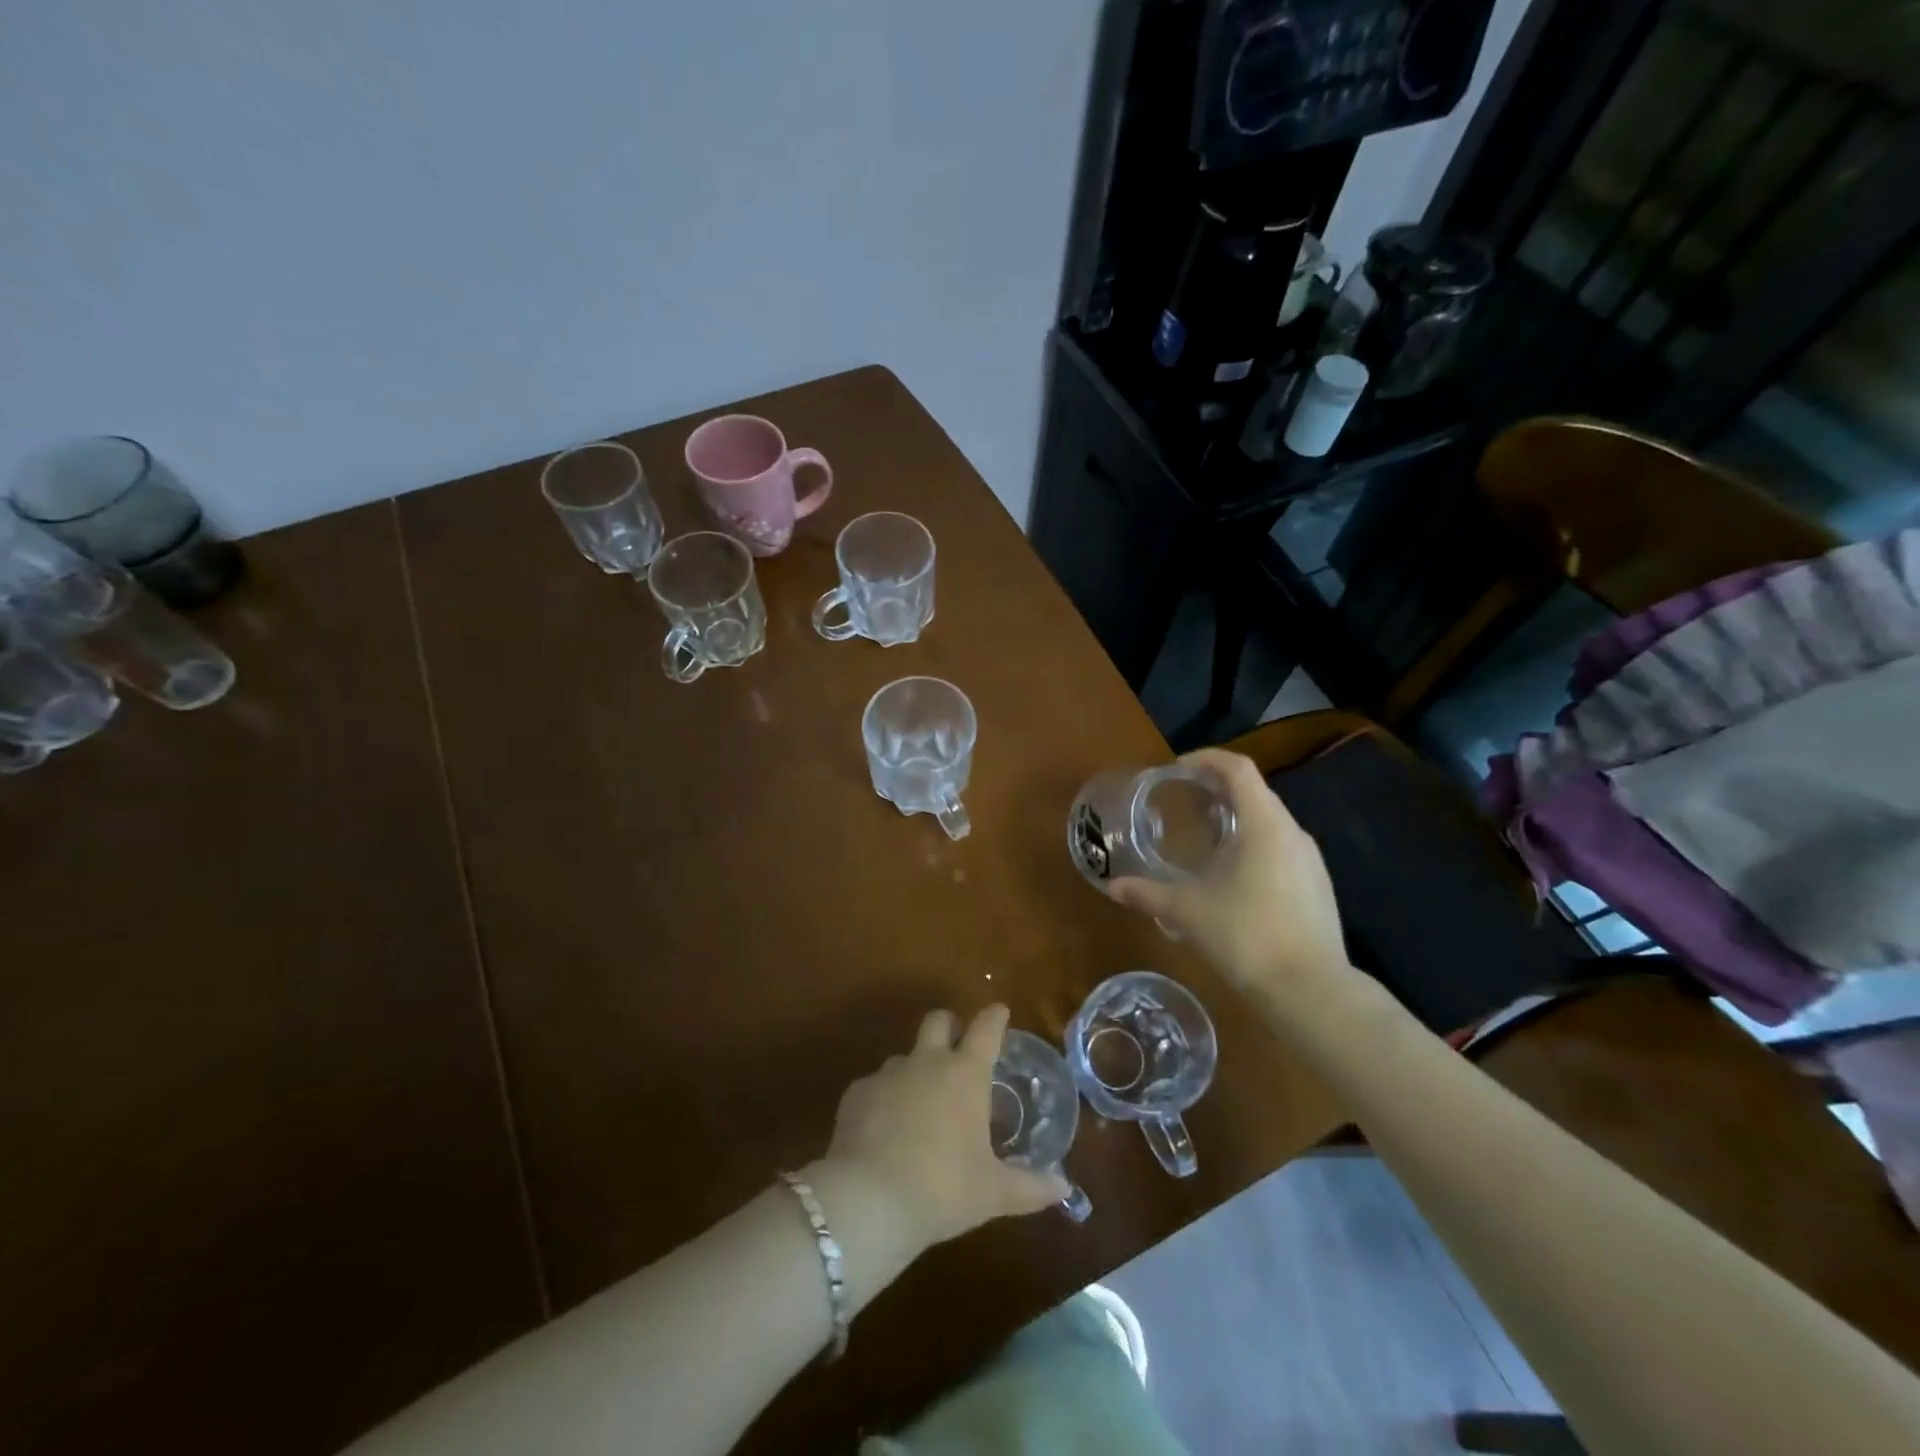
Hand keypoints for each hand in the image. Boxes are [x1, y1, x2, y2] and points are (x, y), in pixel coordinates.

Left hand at [818, 1005, 1068, 1253]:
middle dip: (950, 1026)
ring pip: (905, 1055)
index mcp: (965, 1074)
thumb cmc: (943, 1189)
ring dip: (916, 1069)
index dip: (995, 1017)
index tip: (999, 1012)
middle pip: (938, 1020)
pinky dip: (884, 1099)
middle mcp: (926, 1062)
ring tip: (920, 1105)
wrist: (868, 1201)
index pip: (986, 1029)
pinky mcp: (856, 1094)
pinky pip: (875, 1086)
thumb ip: (1031, 1187)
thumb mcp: (993, 1193)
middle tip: (957, 1047)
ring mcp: (887, 1074)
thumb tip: (1064, 1188)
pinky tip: (885, 1130)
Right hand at [1109, 749, 1362, 1023]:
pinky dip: (1254, 845)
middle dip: (1218, 789)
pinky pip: (1281, 848)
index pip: (1238, 769)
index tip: (1177, 768)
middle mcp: (1293, 833)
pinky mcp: (1318, 886)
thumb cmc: (1246, 936)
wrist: (1311, 990)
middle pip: (1255, 792)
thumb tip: (1114, 887)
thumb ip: (1148, 894)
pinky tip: (1233, 875)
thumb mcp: (1187, 912)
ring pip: (1270, 822)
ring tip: (1204, 837)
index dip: (1207, 759)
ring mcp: (1311, 861)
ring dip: (1237, 819)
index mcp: (1264, 824)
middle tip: (1184, 800)